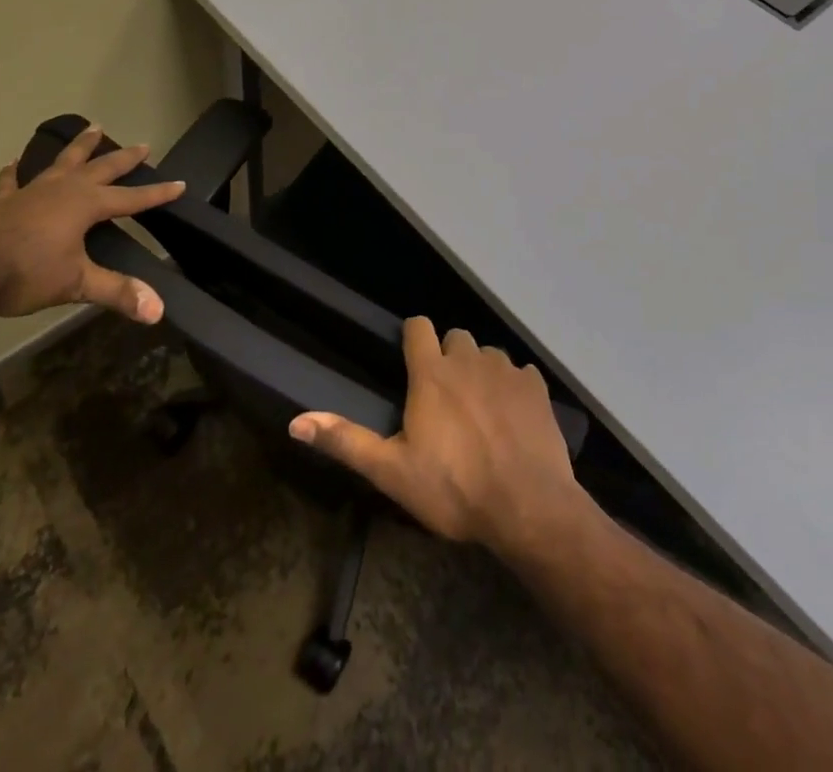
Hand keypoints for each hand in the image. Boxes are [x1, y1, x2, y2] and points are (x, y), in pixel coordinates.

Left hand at [0, 124, 184, 320]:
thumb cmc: (26, 272)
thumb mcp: (77, 284)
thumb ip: (117, 293)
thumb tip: (158, 310)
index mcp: (86, 205)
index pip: (131, 198)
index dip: (156, 193)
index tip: (179, 184)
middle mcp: (63, 190)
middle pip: (101, 168)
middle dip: (124, 158)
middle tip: (143, 145)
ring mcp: (31, 191)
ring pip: (62, 161)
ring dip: (80, 146)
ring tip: (93, 127)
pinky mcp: (3, 202)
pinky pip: (12, 181)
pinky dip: (15, 171)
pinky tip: (13, 162)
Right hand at [289, 318, 581, 557]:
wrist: (528, 508)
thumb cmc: (454, 489)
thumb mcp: (392, 472)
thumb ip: (346, 441)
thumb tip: (295, 422)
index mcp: (432, 373)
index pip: (418, 326)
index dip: (413, 337)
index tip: (411, 359)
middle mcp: (469, 359)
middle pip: (455, 337)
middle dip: (448, 357)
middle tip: (445, 397)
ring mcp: (506, 370)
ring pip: (488, 354)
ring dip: (480, 372)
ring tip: (480, 410)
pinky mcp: (536, 387)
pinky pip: (520, 373)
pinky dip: (513, 388)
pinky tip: (513, 419)